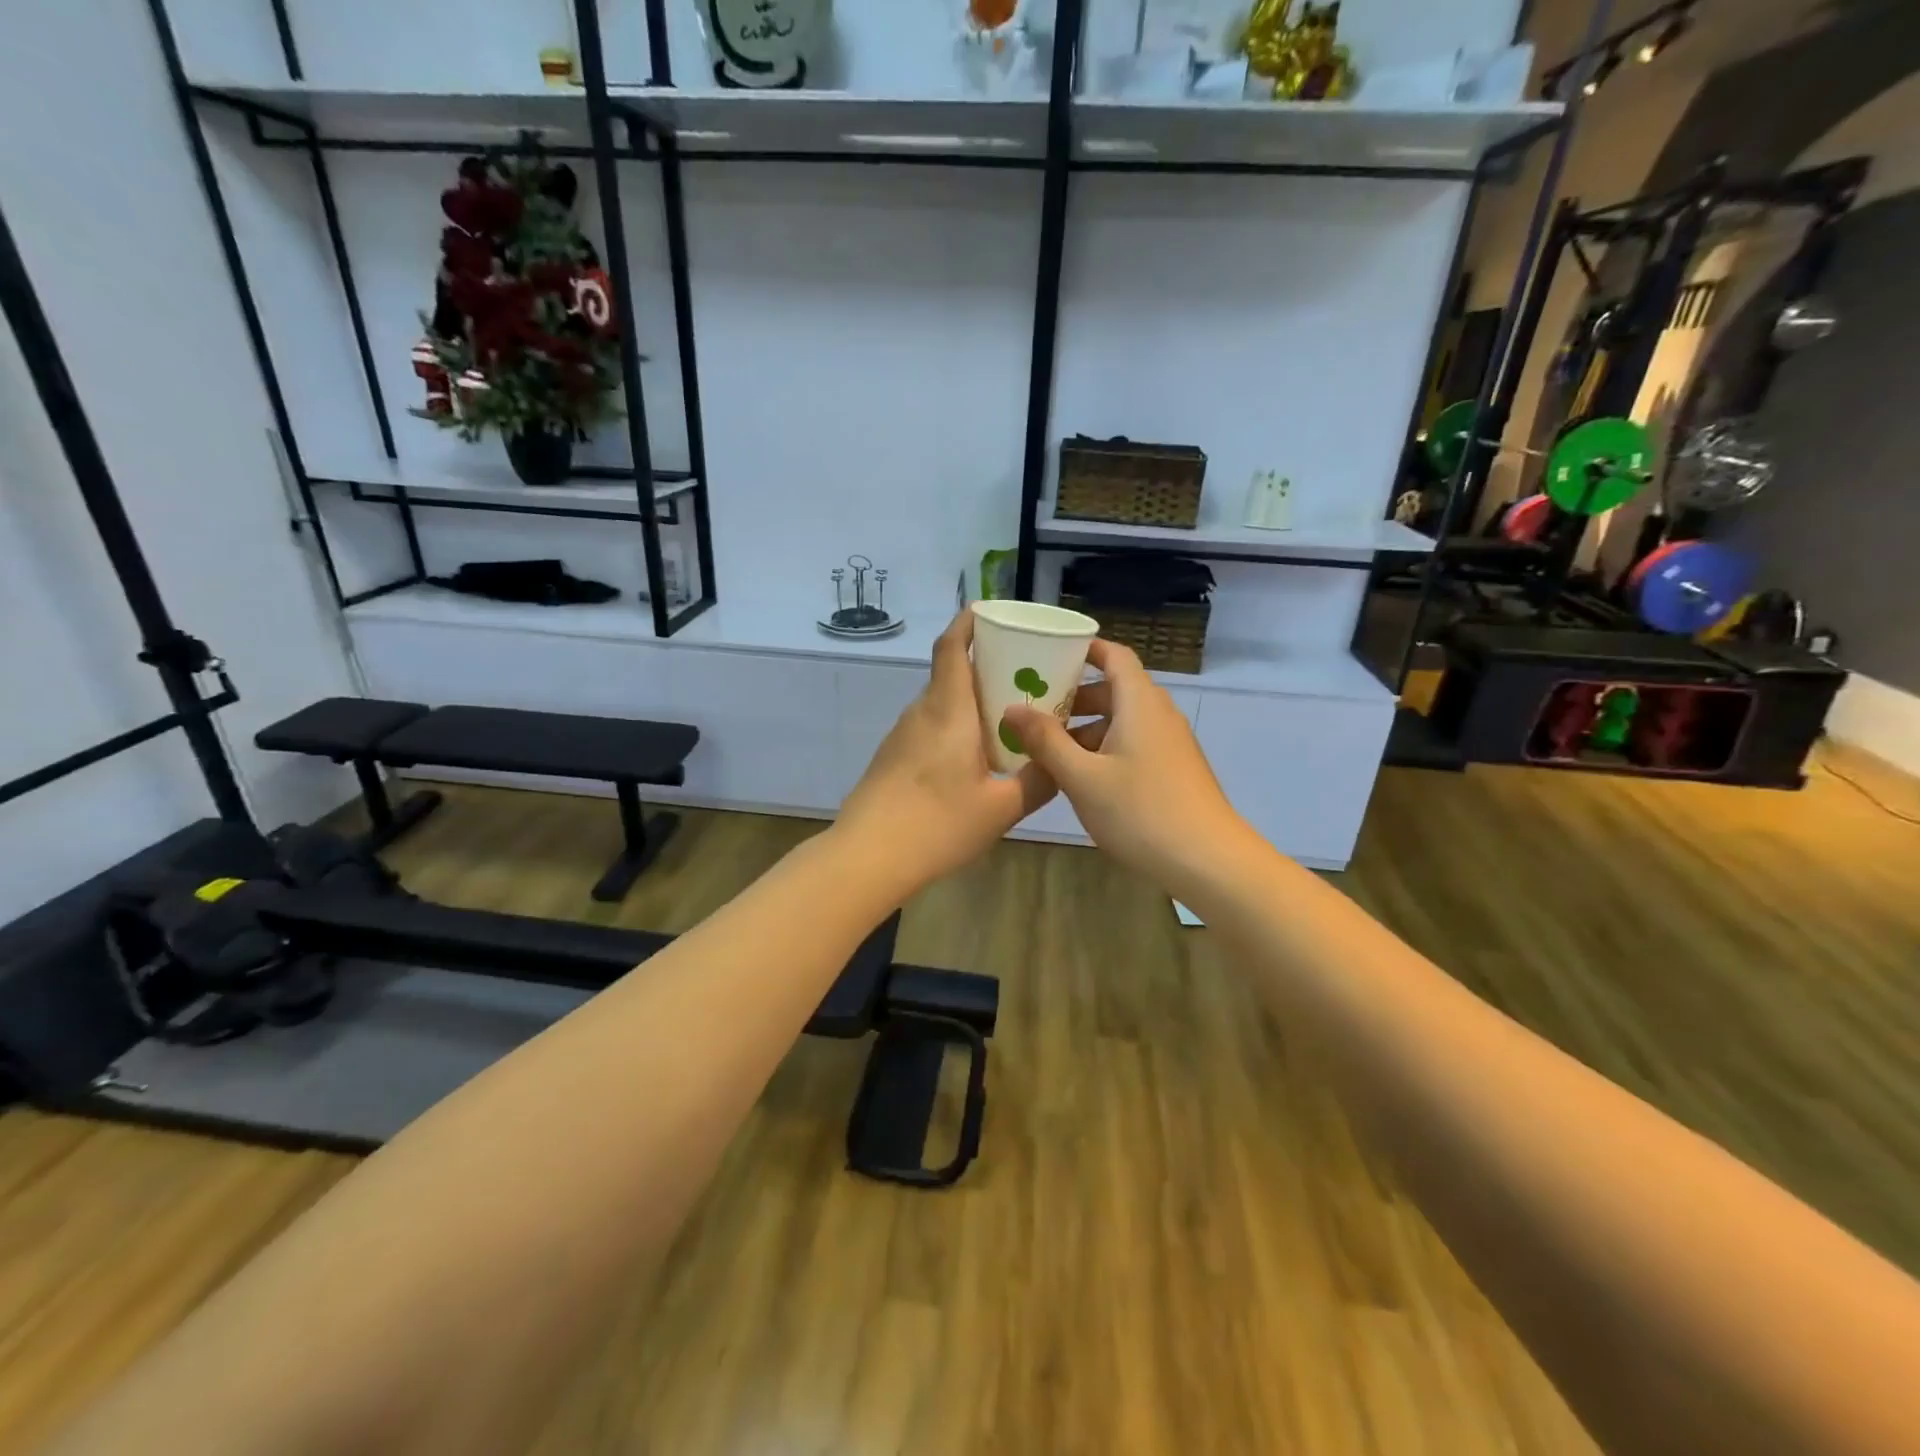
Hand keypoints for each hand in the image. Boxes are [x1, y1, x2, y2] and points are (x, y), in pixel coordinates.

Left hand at [836, 611, 1057, 892]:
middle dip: (986, 666)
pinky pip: (931, 727)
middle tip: (1026, 677)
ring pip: (942, 704)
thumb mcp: (1001, 809)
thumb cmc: (937, 824)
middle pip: (951, 673)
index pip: (951, 647)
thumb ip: (1038, 782)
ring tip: (1008, 719)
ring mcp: (902, 735)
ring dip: (971, 701)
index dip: (968, 622)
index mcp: (948, 710)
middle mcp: (921, 712)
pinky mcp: (893, 757)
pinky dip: (956, 727)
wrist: (867, 856)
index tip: (990, 613)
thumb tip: (1062, 764)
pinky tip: (975, 757)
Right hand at [1003, 639, 1260, 899]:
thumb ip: (1046, 740)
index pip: (1114, 656)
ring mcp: (1170, 743)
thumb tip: (1013, 708)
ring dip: (1086, 728)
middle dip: (1074, 697)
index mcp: (1139, 703)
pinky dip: (1104, 748)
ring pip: (1122, 721)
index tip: (1049, 653)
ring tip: (1047, 749)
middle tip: (1034, 709)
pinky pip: (1133, 744)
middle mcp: (1158, 714)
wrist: (1208, 861)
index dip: (1084, 649)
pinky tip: (1081, 777)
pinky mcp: (1173, 770)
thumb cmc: (1141, 811)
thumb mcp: (1082, 777)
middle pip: (1114, 690)